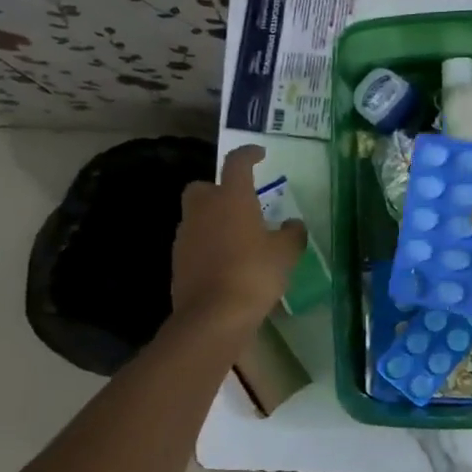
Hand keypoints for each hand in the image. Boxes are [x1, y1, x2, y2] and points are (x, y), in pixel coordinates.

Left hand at [169, 145, 306, 334]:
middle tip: (240, 204)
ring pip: (196, 216)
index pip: (237, 163)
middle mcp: (203, 209)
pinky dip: (207, 245)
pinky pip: (194, 243)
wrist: (213, 316)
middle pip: (204, 187)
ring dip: (213, 220)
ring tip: (237, 238)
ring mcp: (186, 235)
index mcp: (231, 197)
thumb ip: (292, 234)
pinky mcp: (177, 261)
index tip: (259, 155)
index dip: (248, 155)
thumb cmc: (254, 274)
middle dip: (218, 190)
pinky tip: (225, 262)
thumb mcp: (285, 254)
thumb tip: (293, 224)